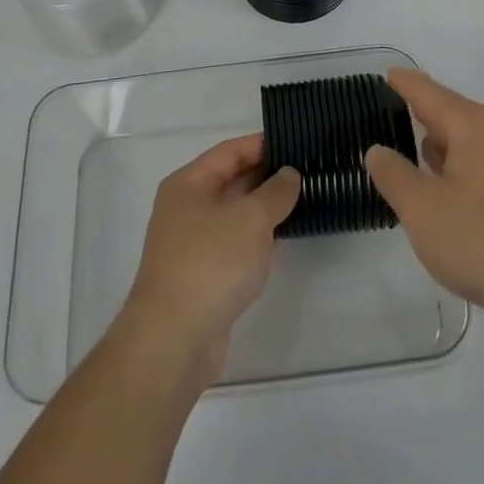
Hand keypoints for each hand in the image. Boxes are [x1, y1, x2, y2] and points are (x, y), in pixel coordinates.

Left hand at [118, 135, 299, 386]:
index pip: (230, 151)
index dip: (263, 144)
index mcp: (189, 184)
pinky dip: (259, 238)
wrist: (173, 340)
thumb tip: (289, 175)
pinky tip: (286, 238)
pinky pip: (236, 244)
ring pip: (236, 214)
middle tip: (309, 170)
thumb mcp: (251, 219)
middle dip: (268, 176)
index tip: (297, 142)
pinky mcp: (203, 275)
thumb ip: (275, 192)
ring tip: (306, 199)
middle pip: (232, 180)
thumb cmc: (211, 264)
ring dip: (266, 209)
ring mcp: (193, 243)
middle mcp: (187, 208)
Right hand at [366, 69, 483, 320]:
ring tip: (423, 166)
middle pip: (455, 114)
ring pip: (477, 142)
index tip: (388, 75)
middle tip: (396, 127)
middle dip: (426, 119)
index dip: (404, 83)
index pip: (430, 93)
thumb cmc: (483, 240)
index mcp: (475, 125)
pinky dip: (470, 170)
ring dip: (449, 149)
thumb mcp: (421, 210)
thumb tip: (378, 150)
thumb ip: (393, 174)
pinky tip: (461, 199)